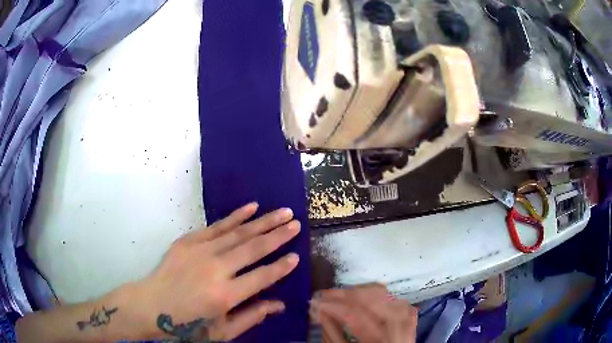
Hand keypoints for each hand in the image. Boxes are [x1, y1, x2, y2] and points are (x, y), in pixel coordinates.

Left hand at [136, 203, 300, 340]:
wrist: (151, 306)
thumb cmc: (188, 325)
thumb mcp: (222, 331)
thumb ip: (252, 316)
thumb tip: (279, 304)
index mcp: (225, 295)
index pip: (262, 276)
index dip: (281, 267)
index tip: (296, 256)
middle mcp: (215, 269)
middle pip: (253, 248)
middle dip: (278, 235)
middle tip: (296, 223)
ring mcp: (200, 251)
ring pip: (238, 233)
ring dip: (263, 221)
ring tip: (283, 212)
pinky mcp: (188, 241)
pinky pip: (217, 226)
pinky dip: (235, 216)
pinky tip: (251, 207)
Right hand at [310, 284, 417, 342]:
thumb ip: (332, 334)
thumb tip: (319, 311)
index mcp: (382, 339)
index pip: (356, 314)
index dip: (334, 305)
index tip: (315, 301)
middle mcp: (399, 326)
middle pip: (374, 298)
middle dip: (346, 293)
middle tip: (325, 295)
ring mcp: (407, 320)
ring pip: (386, 294)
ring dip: (361, 292)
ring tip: (341, 296)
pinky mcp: (409, 318)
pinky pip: (393, 298)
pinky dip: (378, 295)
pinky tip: (365, 298)